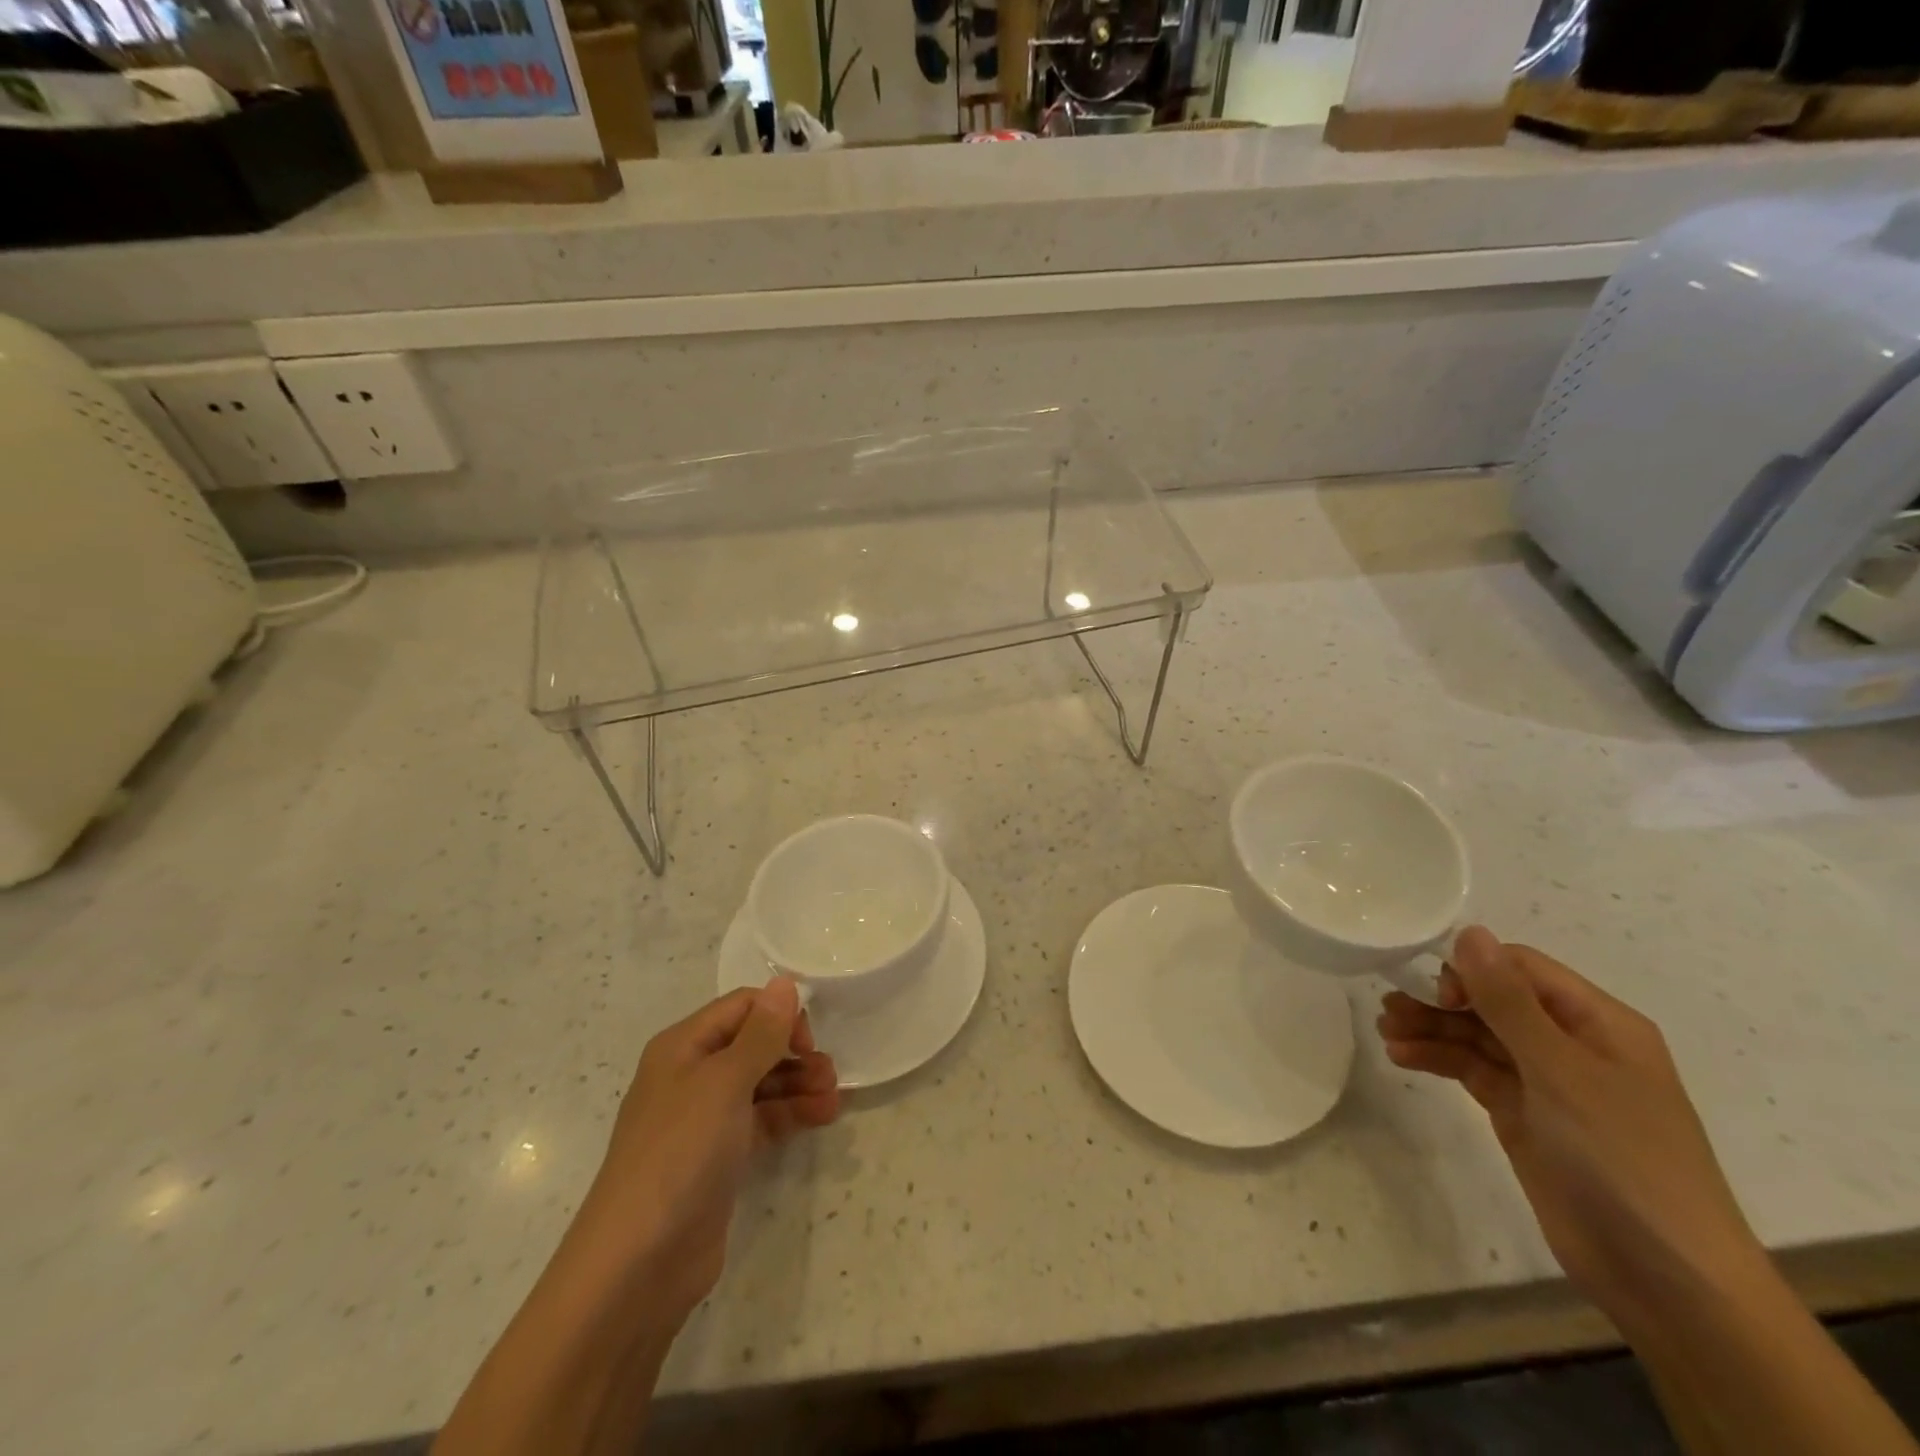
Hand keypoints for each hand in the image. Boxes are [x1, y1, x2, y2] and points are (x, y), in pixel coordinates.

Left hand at [572, 977, 838, 1324]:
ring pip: (761, 1084)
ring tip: (834, 1097)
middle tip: (829, 1072)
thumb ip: (761, 1034)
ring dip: (799, 1083)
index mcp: (683, 1047)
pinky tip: (823, 1116)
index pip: (741, 1008)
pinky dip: (791, 1114)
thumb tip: (785, 982)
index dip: (778, 1014)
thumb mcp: (724, 1083)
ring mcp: (704, 1120)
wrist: (637, 1264)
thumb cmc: (680, 1154)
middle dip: (793, 1052)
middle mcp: (692, 1075)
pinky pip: (761, 1120)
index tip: (809, 1039)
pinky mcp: (718, 1158)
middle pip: (753, 1045)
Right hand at [1377, 927, 1764, 1334]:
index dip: (1475, 971)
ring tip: (1385, 1032)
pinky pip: (1473, 1071)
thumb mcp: (1561, 1072)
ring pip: (1476, 1036)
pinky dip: (1438, 1060)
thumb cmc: (1623, 1159)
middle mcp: (1571, 1044)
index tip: (1439, 994)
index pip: (1523, 969)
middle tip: (1389, 1009)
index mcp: (1598, 1023)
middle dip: (1440, 1001)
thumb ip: (1509, 1001)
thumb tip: (1470, 931)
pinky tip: (1403, 1057)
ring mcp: (1547, 1083)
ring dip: (1431, 1029)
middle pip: (1493, 1001)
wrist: (1666, 1280)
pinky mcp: (1524, 1116)